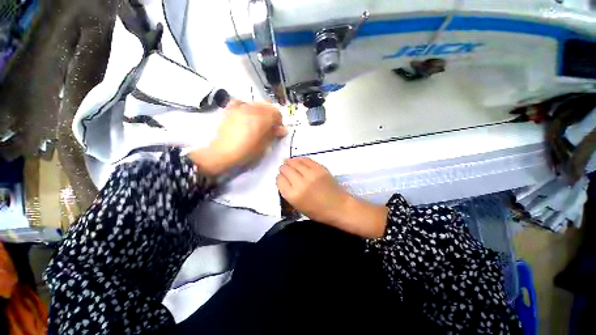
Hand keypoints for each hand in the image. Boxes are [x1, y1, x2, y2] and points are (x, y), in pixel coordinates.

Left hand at [189, 100, 286, 175]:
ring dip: (260, 112)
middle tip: (268, 128)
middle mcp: (252, 108)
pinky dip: (247, 107)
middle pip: (267, 106)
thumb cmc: (246, 151)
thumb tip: (284, 129)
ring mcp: (240, 107)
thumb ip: (274, 134)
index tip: (277, 131)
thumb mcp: (264, 145)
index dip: (279, 122)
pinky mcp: (230, 109)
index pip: (277, 113)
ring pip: (256, 104)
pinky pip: (242, 103)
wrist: (222, 153)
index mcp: (262, 117)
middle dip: (270, 116)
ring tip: (257, 124)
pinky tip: (245, 116)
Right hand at [277, 157, 387, 238]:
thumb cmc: (318, 211)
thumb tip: (284, 179)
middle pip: (286, 169)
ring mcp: (311, 174)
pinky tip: (298, 160)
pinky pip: (306, 159)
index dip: (280, 177)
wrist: (339, 207)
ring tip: (289, 162)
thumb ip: (289, 193)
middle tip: (284, 168)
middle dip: (283, 168)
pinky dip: (300, 159)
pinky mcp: (320, 168)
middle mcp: (300, 183)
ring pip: (294, 162)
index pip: (280, 180)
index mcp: (293, 196)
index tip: (282, 177)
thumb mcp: (298, 207)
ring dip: (290, 161)